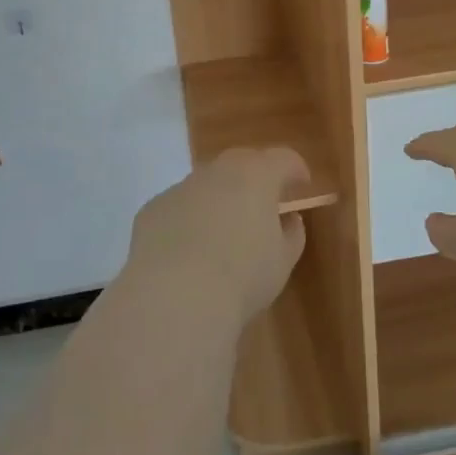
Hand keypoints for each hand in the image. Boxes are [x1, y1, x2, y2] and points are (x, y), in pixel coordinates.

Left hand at [125, 147, 308, 325]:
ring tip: (222, 233)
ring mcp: (181, 187)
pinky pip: (178, 208)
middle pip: (242, 163)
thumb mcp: (282, 261)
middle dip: (255, 179)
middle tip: (263, 204)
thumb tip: (288, 220)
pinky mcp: (153, 208)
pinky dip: (188, 220)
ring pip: (207, 185)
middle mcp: (218, 170)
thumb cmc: (242, 276)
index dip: (296, 169)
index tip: (302, 184)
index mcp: (256, 175)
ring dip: (219, 200)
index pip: (283, 159)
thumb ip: (291, 234)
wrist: (174, 295)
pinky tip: (187, 252)